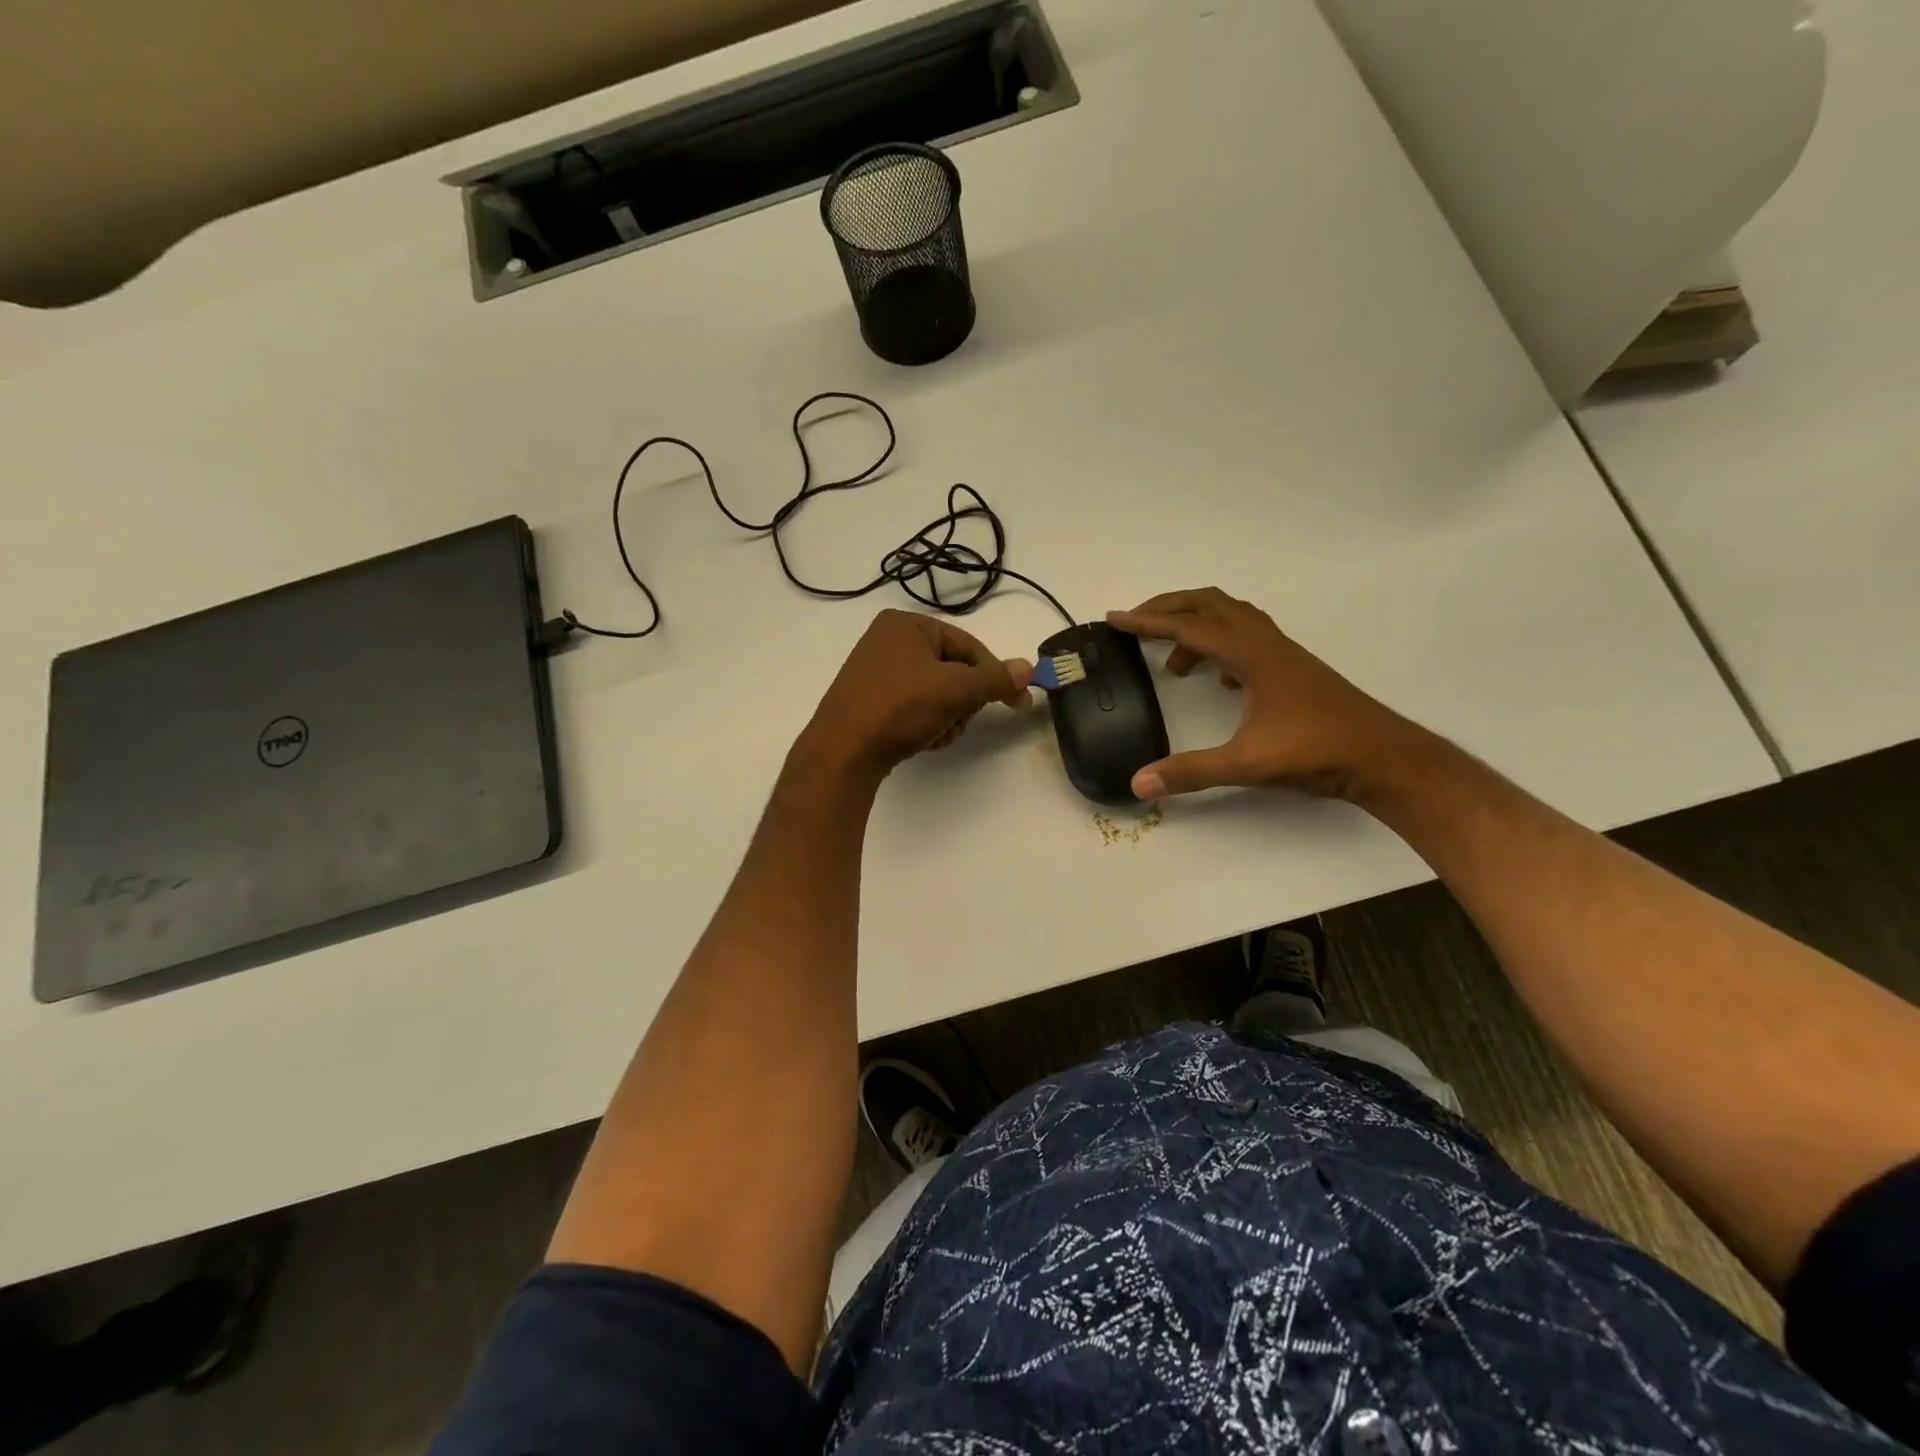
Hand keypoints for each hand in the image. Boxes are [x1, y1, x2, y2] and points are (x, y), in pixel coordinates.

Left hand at [797, 609, 1033, 779]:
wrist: (843, 751)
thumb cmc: (900, 707)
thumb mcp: (955, 690)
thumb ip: (995, 679)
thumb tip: (1029, 668)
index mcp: (906, 624)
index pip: (967, 645)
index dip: (993, 674)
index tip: (1016, 701)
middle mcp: (888, 641)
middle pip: (953, 670)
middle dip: (962, 701)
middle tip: (960, 721)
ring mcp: (876, 672)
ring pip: (936, 692)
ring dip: (947, 716)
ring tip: (937, 734)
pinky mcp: (869, 702)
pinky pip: (914, 707)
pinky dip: (926, 723)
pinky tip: (921, 740)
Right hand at [1108, 588, 1421, 800]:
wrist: (1382, 756)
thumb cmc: (1316, 751)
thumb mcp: (1246, 763)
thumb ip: (1190, 772)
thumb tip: (1139, 783)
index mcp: (1251, 655)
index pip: (1189, 626)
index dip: (1147, 621)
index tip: (1114, 618)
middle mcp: (1266, 643)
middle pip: (1210, 605)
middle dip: (1169, 608)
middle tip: (1136, 623)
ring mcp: (1283, 654)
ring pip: (1232, 618)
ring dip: (1197, 627)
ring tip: (1174, 663)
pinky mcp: (1293, 669)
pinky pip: (1249, 639)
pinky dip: (1223, 646)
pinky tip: (1220, 680)